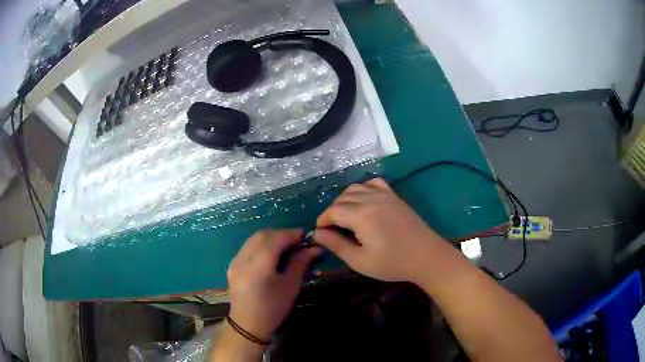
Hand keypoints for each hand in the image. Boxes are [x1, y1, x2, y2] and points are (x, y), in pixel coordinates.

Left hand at [227, 229, 321, 341]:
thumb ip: (300, 263)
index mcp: (259, 265)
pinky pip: (247, 247)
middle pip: (263, 235)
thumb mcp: (290, 286)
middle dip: (281, 234)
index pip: (276, 239)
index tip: (307, 235)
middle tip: (297, 241)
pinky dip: (261, 244)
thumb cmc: (273, 308)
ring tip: (286, 246)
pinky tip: (271, 254)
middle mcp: (244, 258)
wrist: (247, 325)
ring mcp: (235, 260)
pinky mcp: (232, 264)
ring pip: (253, 239)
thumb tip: (314, 248)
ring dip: (271, 237)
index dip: (292, 234)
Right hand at [314, 178, 444, 282]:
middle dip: (332, 213)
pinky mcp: (394, 196)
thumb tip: (317, 234)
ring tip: (345, 218)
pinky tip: (364, 202)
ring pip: (355, 188)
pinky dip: (363, 189)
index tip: (320, 234)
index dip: (322, 221)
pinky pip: (373, 183)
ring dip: (345, 200)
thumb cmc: (392, 262)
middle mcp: (370, 199)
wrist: (426, 256)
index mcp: (360, 215)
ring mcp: (384, 195)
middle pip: (341, 199)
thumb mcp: (360, 261)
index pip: (332, 211)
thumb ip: (337, 245)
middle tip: (332, 231)